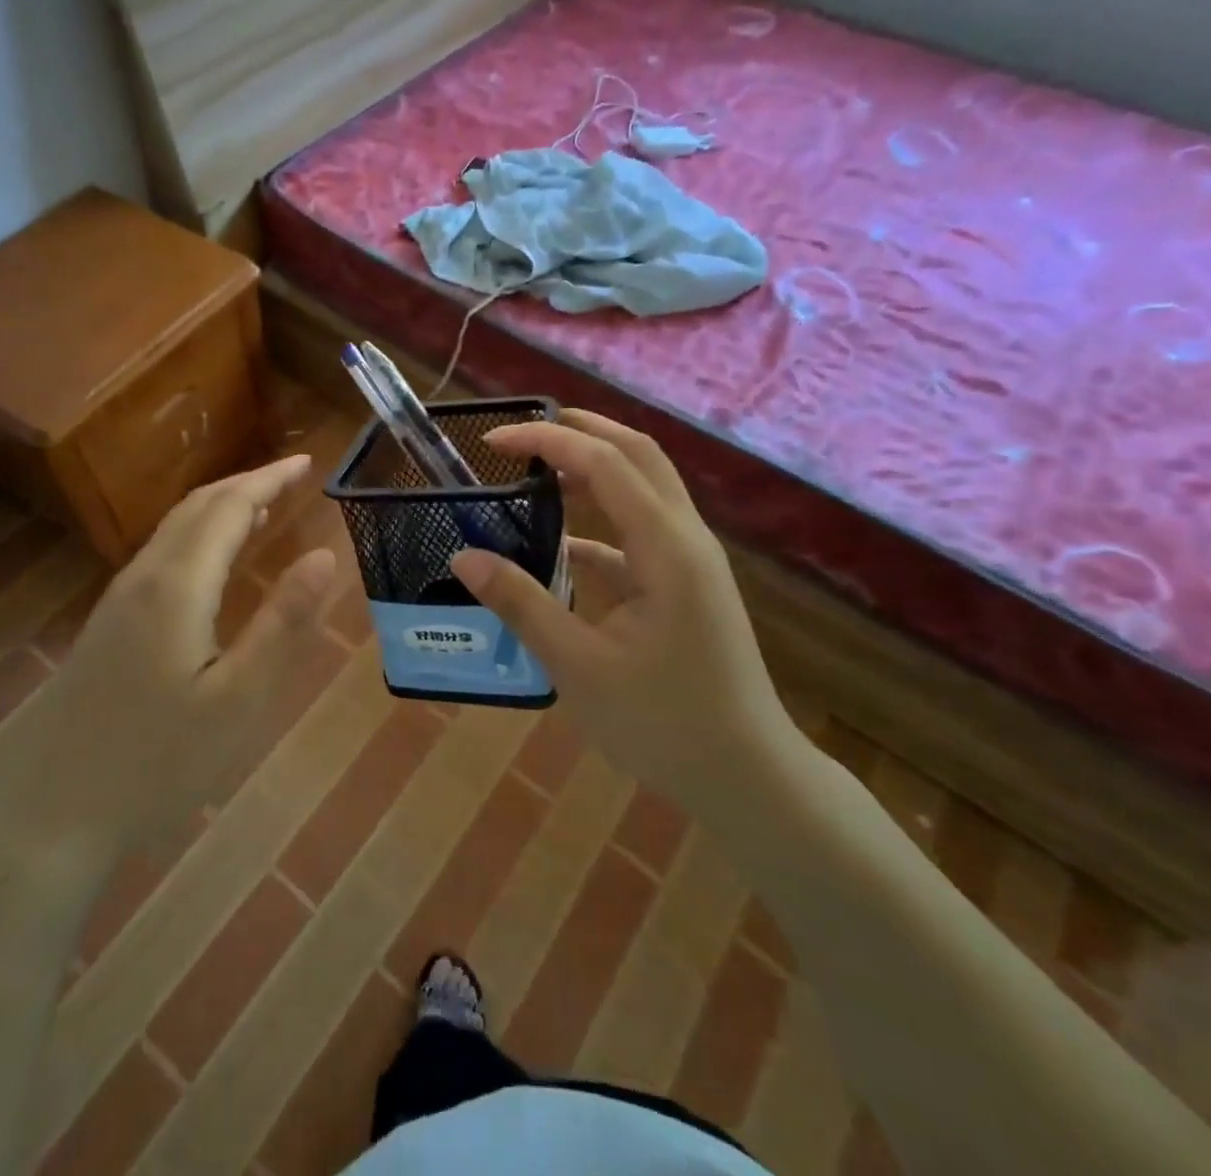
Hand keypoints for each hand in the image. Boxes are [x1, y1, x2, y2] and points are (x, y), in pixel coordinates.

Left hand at [40, 454, 338, 847]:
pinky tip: (213, 562)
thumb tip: (325, 553)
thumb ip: (284, 621)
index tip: (307, 463)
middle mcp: (145, 577)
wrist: (51, 810)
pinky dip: (199, 535)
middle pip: (197, 507)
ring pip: (175, 529)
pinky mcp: (110, 624)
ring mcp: (119, 600)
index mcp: (178, 584)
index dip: (269, 480)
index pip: (229, 507)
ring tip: (262, 508)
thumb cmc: (159, 759)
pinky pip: (162, 554)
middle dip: (246, 484)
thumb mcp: (240, 697)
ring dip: (220, 507)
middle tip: (291, 477)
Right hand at [450, 410, 795, 802]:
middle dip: (582, 431)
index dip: (548, 440)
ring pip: (645, 488)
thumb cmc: (664, 724)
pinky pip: (641, 533)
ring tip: (539, 471)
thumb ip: (521, 604)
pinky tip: (562, 548)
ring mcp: (692, 562)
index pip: (606, 462)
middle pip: (638, 455)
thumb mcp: (579, 666)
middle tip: (525, 432)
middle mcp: (687, 539)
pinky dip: (601, 523)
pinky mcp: (688, 586)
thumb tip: (463, 557)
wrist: (747, 778)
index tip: (495, 440)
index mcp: (666, 547)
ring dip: (595, 468)